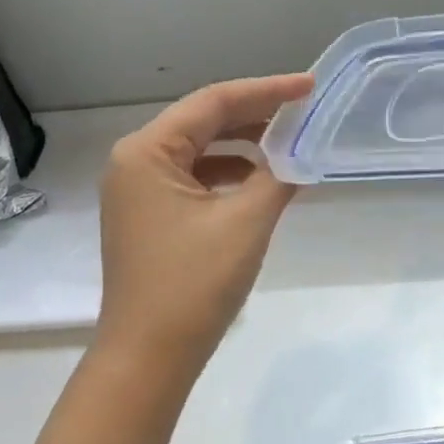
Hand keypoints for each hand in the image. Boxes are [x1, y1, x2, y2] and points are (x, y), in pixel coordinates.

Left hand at [96, 73, 313, 381]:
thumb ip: (279, 176)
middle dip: (256, 114)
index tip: (309, 86)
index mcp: (147, 151)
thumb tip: (302, 153)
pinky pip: (194, 177)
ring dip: (244, 143)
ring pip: (200, 149)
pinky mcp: (149, 215)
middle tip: (304, 109)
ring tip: (289, 142)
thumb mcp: (246, 222)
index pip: (214, 102)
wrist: (150, 357)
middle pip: (203, 121)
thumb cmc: (194, 283)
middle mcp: (134, 161)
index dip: (266, 91)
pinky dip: (229, 173)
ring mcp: (138, 190)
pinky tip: (262, 180)